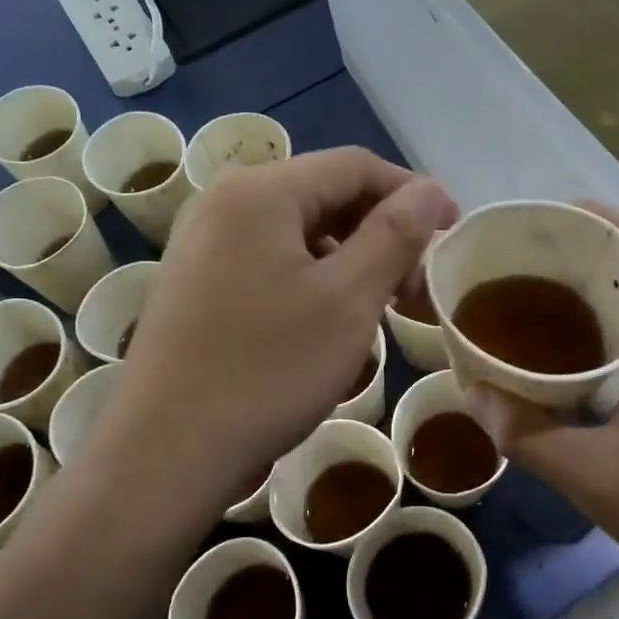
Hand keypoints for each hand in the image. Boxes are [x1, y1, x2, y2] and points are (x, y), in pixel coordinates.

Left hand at [96, 147, 457, 517]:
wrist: (166, 452)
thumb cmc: (268, 371)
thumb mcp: (348, 300)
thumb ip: (395, 235)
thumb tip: (430, 190)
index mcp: (260, 191)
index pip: (355, 166)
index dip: (412, 193)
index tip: (452, 233)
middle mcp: (223, 200)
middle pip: (323, 194)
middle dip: (380, 230)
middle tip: (416, 284)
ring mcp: (201, 242)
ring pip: (296, 230)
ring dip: (348, 257)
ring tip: (379, 305)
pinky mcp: (193, 280)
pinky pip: (267, 258)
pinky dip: (310, 276)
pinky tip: (328, 319)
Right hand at [465, 207, 618, 576]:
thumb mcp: (596, 479)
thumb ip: (530, 437)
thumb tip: (473, 395)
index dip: (591, 217)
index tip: (535, 227)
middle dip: (576, 245)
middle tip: (514, 260)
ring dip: (587, 279)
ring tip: (526, 291)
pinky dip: (599, 315)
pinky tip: (561, 345)